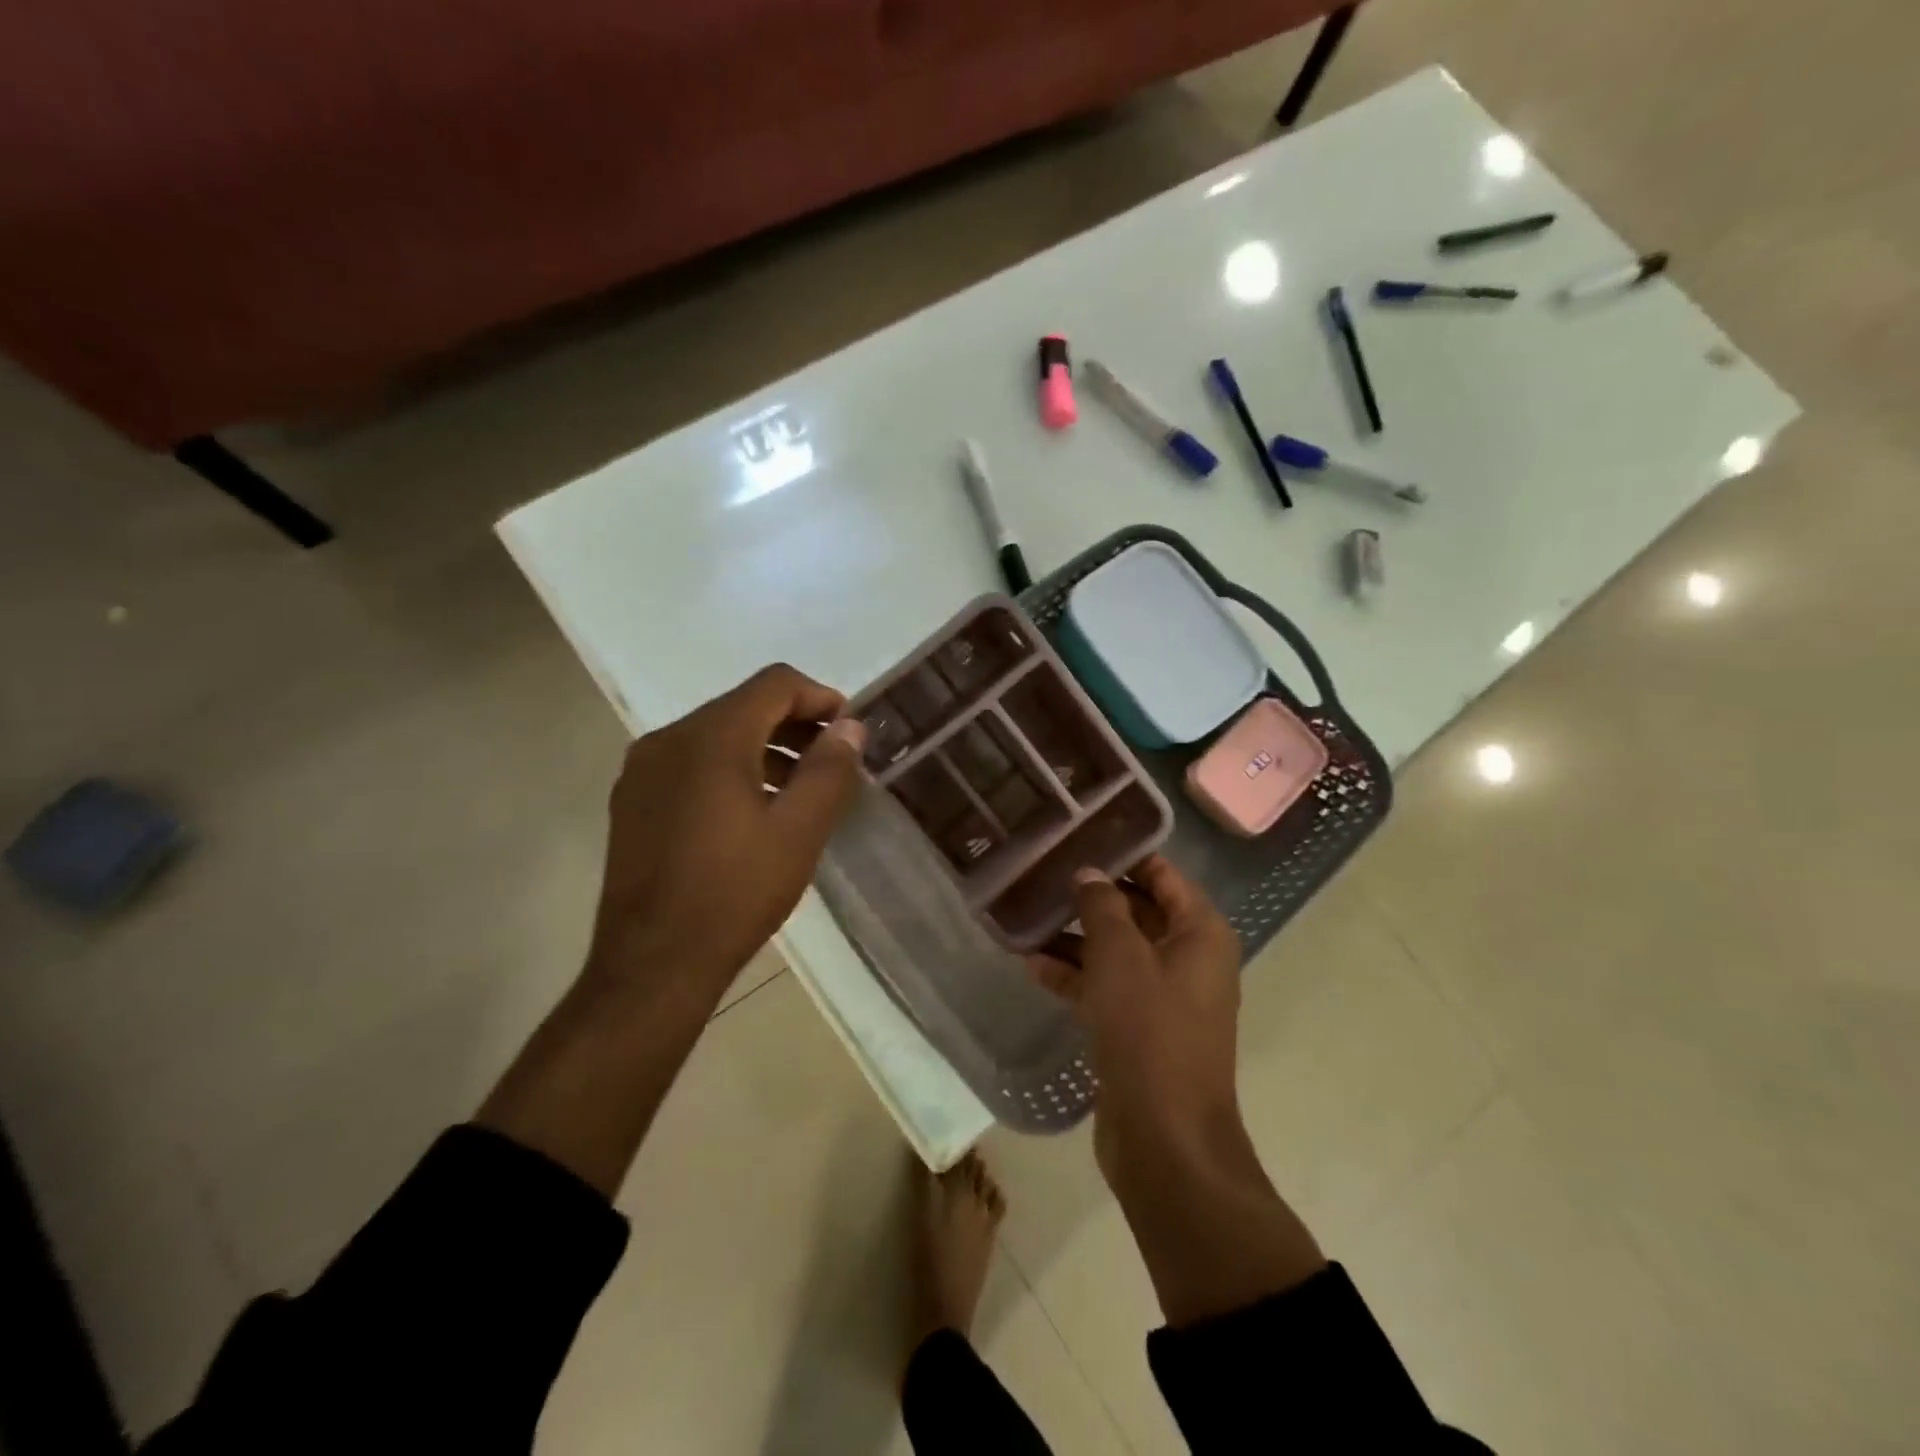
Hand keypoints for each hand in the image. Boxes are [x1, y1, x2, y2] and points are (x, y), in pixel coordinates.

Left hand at [585, 664, 867, 999]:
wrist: (653, 964)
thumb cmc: (734, 893)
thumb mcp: (799, 831)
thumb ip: (829, 769)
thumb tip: (850, 727)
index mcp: (711, 737)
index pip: (774, 684)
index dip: (819, 697)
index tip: (849, 730)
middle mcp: (669, 739)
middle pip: (743, 706)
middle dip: (794, 724)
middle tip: (832, 761)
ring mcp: (643, 770)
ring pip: (715, 735)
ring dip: (764, 748)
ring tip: (799, 789)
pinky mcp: (632, 801)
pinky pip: (690, 763)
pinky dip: (730, 769)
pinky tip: (752, 811)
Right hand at [1031, 857, 1325, 1326]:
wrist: (1165, 1140)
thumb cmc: (1150, 1033)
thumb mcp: (1120, 957)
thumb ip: (1102, 906)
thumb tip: (1089, 873)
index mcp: (1200, 932)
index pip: (1162, 874)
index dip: (1122, 854)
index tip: (1076, 838)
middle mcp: (1188, 958)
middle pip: (1136, 910)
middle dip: (1090, 896)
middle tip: (1042, 875)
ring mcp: (1164, 996)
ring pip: (1117, 951)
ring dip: (1075, 938)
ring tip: (1026, 918)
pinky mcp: (1140, 1029)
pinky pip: (1106, 987)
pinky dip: (1075, 976)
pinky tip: (1031, 965)